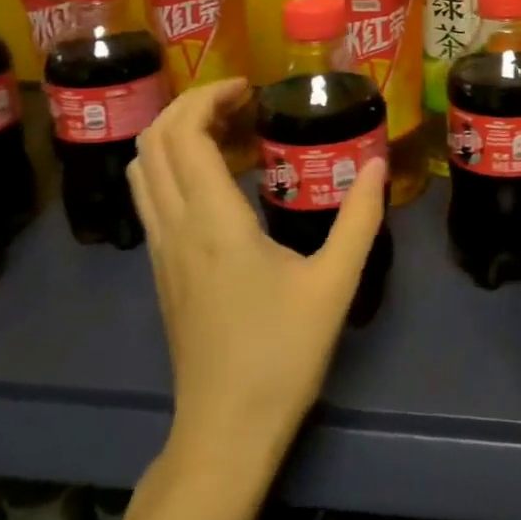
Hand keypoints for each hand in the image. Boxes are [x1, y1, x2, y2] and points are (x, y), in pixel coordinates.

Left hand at [128, 79, 387, 461]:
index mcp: (213, 222)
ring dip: (177, 135)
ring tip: (231, 132)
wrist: (225, 431)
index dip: (208, 96)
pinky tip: (222, 181)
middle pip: (152, 142)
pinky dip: (175, 167)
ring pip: (143, 169)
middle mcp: (174, 227)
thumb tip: (376, 164)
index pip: (183, 134)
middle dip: (191, 106)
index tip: (250, 88)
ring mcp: (160, 250)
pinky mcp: (161, 270)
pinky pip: (152, 196)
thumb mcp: (334, 283)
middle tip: (243, 104)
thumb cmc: (281, 354)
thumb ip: (359, 218)